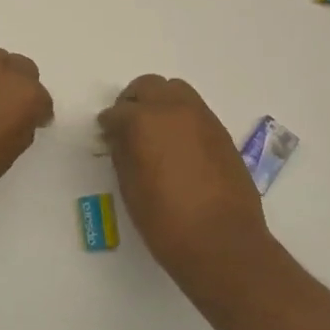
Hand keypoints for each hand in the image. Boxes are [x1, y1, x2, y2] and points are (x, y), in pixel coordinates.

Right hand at [98, 75, 272, 288]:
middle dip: (134, 102)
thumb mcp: (131, 189)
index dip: (108, 124)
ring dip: (160, 103)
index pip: (117, 111)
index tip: (105, 135)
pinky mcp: (222, 132)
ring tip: (155, 132)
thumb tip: (119, 138)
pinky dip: (181, 117)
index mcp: (145, 121)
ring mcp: (203, 118)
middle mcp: (174, 109)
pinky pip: (196, 111)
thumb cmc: (166, 222)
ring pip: (176, 91)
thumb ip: (122, 154)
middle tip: (127, 126)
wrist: (224, 243)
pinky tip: (178, 145)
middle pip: (149, 86)